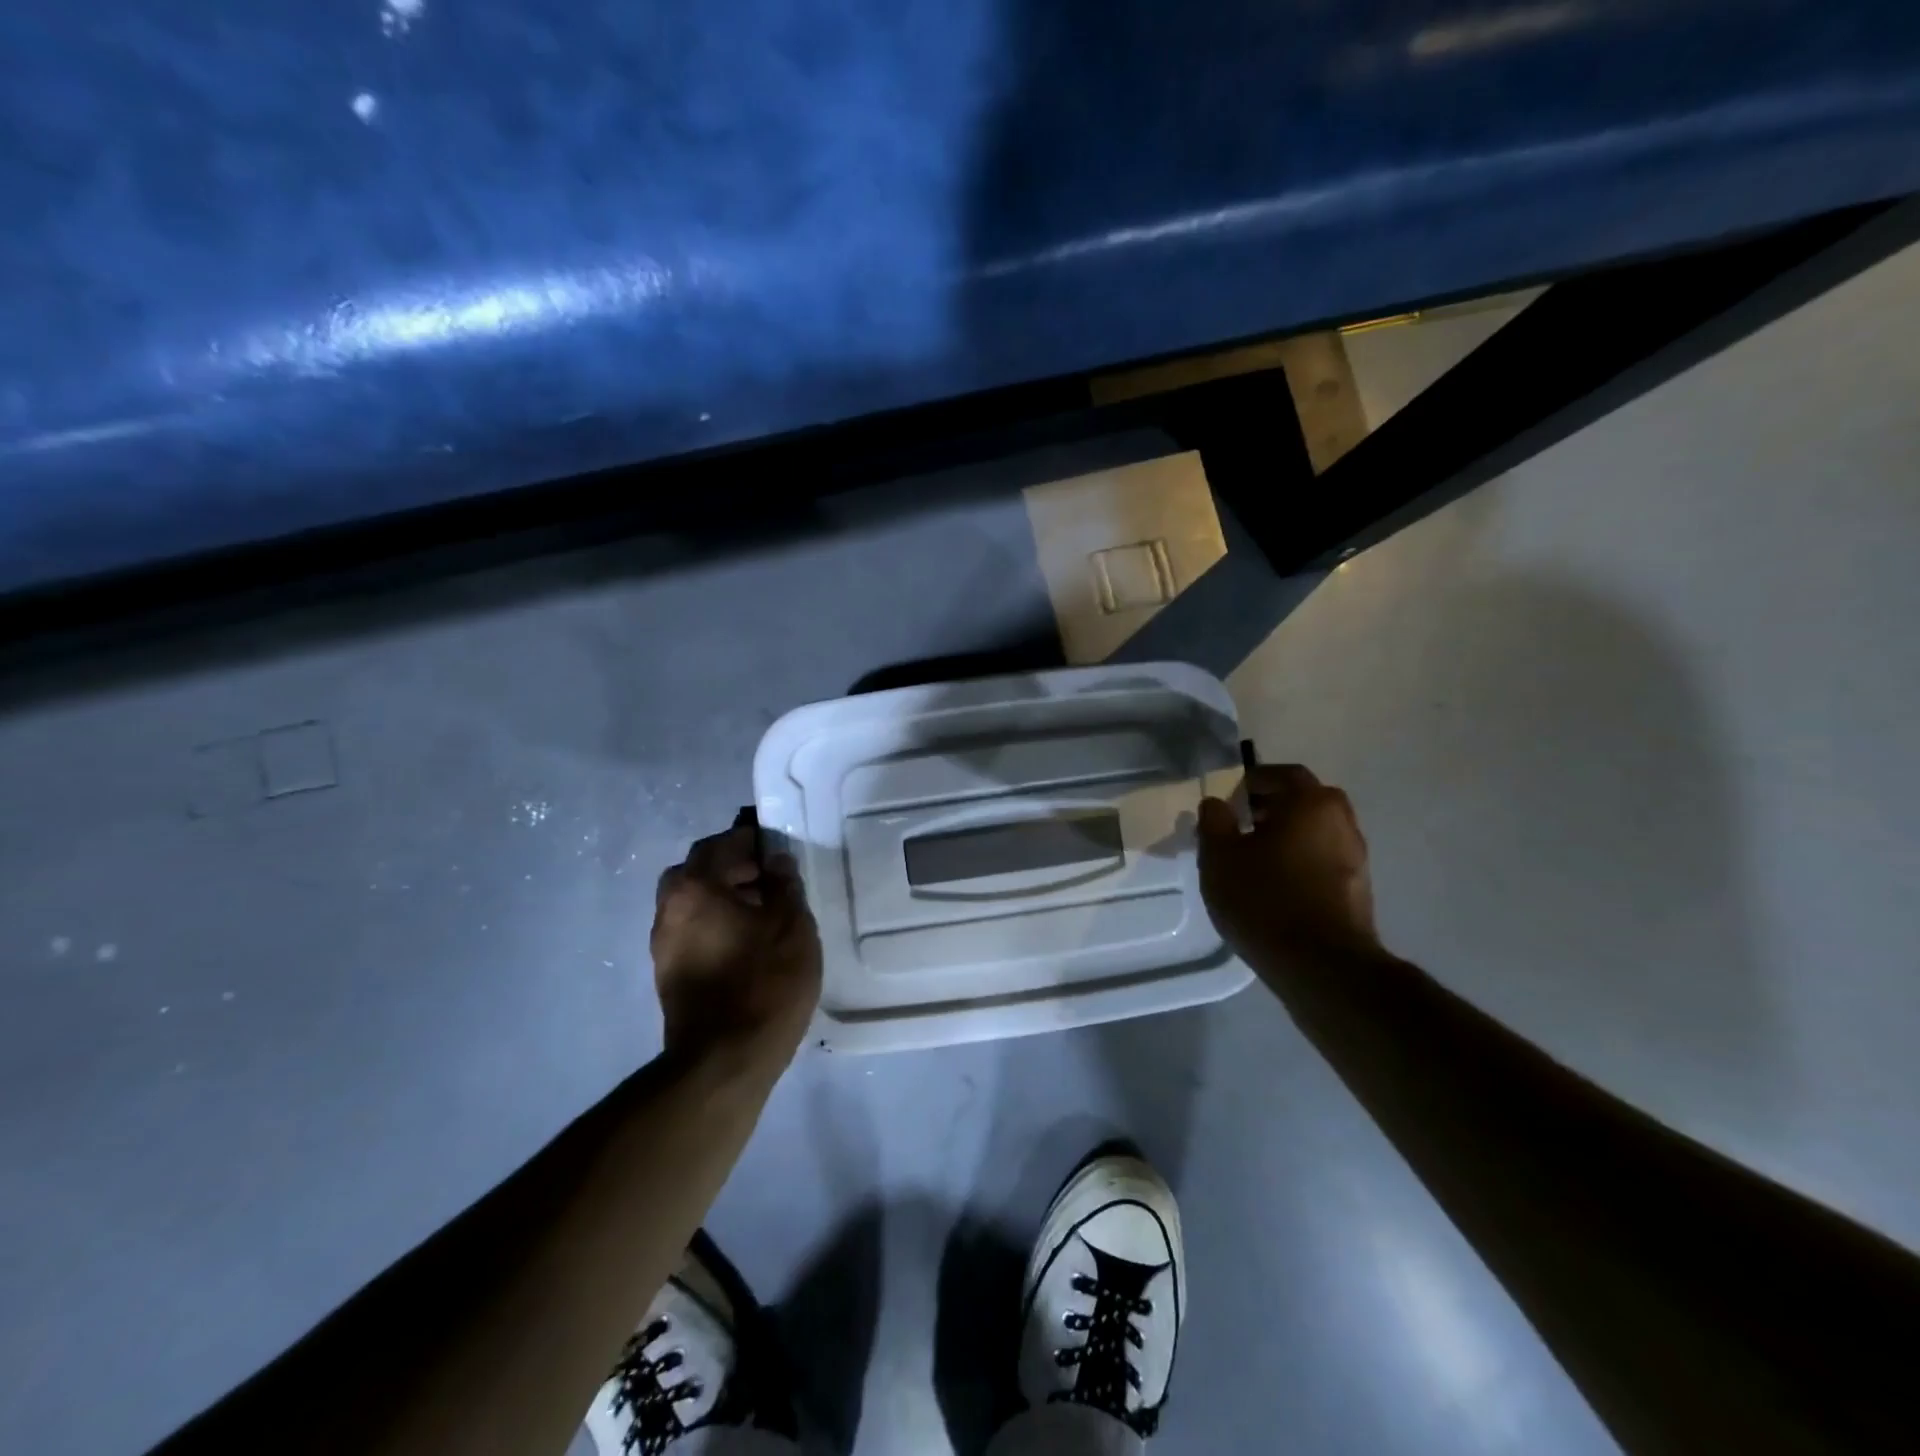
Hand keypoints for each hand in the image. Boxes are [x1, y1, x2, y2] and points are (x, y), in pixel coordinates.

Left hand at [651, 814, 822, 1068]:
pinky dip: (716, 923)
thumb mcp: (791, 925)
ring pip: (693, 903)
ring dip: (724, 897)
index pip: (718, 845)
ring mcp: (663, 946)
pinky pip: (693, 930)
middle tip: (771, 877)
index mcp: (695, 889)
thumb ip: (784, 884)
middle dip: (733, 867)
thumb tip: (775, 860)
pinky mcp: (669, 975)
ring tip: (766, 911)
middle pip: (698, 872)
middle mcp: (669, 910)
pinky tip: (749, 941)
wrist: (725, 1061)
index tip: (776, 845)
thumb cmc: (765, 982)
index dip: (748, 839)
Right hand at [1197, 765, 1380, 973]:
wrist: (1321, 965)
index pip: (1282, 774)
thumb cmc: (1264, 898)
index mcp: (1311, 802)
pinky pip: (1323, 859)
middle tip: (1240, 823)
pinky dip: (1301, 860)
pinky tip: (1276, 884)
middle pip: (1304, 801)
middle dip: (1272, 806)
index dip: (1252, 781)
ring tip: (1254, 857)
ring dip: (1288, 835)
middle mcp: (1342, 821)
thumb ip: (1214, 822)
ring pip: (1316, 831)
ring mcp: (1356, 857)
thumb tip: (1216, 803)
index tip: (1229, 796)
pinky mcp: (1358, 889)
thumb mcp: (1219, 857)